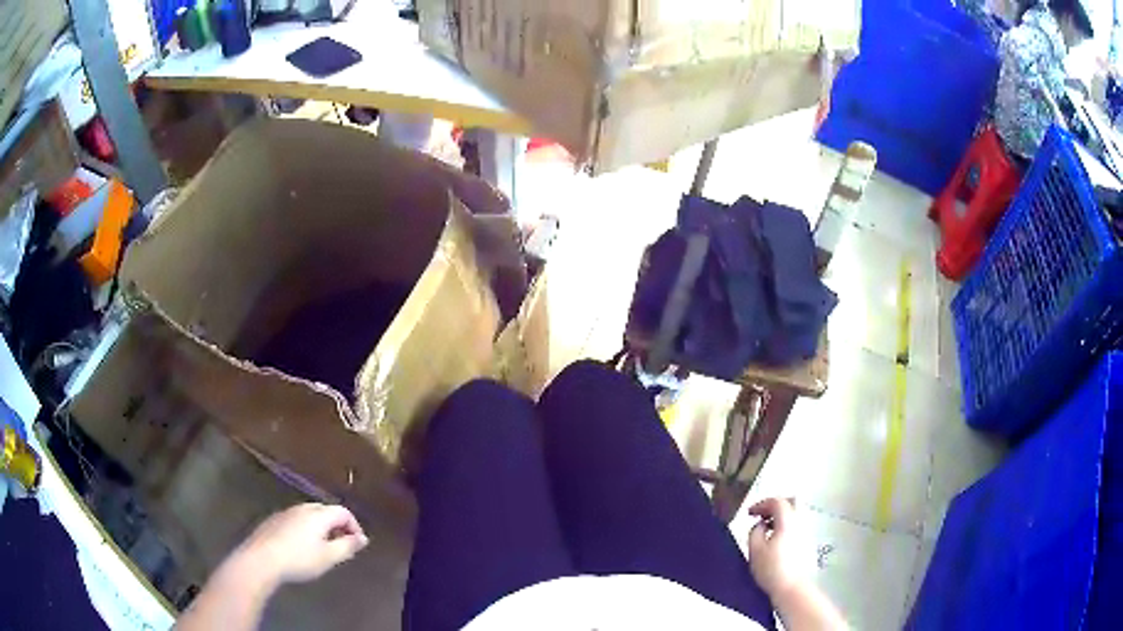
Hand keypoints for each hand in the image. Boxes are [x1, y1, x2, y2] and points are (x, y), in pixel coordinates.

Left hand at [232, 503, 368, 589]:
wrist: (261, 560)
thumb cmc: (299, 559)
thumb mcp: (328, 557)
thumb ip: (347, 546)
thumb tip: (362, 538)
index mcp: (318, 514)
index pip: (343, 511)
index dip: (354, 526)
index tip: (357, 544)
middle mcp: (302, 508)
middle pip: (326, 511)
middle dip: (338, 526)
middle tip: (342, 546)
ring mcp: (286, 512)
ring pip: (309, 515)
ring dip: (321, 528)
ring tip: (323, 548)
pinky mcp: (273, 521)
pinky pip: (296, 521)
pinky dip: (305, 530)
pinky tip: (301, 547)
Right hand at [747, 497, 813, 597]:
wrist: (791, 586)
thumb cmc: (771, 568)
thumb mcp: (755, 549)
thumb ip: (755, 531)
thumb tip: (760, 525)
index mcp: (787, 520)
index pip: (777, 501)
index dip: (761, 504)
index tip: (749, 513)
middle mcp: (800, 521)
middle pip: (791, 502)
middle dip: (774, 505)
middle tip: (761, 515)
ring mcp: (806, 531)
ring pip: (795, 513)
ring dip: (780, 515)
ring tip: (766, 528)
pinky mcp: (807, 541)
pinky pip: (796, 524)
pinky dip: (785, 524)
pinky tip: (775, 538)